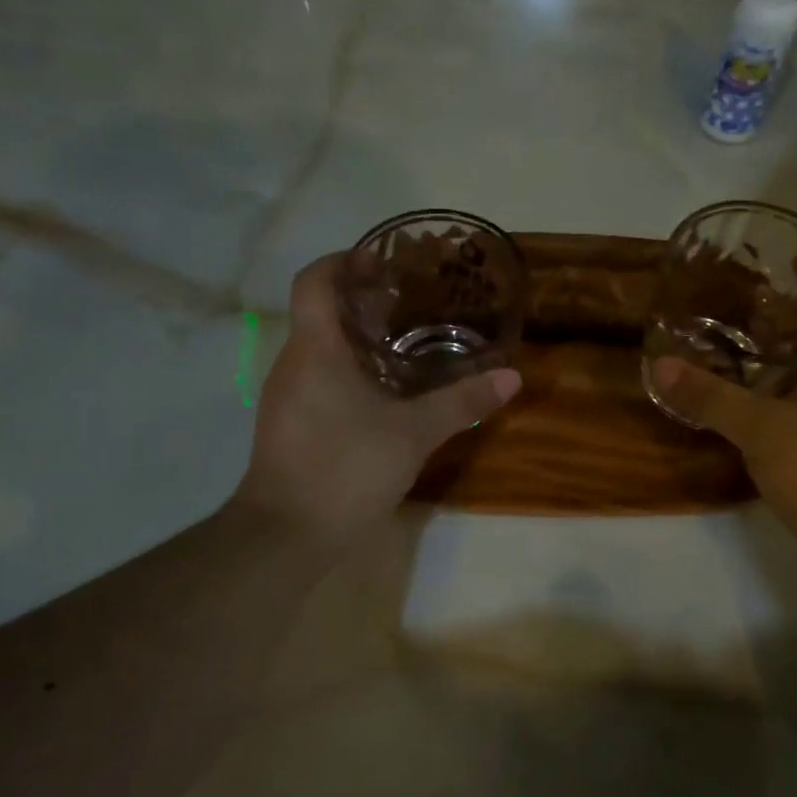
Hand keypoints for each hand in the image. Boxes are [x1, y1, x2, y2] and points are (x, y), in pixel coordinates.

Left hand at [233, 254, 521, 545]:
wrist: (285, 536)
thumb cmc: (346, 469)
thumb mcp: (413, 434)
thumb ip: (462, 403)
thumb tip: (512, 378)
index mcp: (316, 349)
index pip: (314, 280)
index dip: (343, 260)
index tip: (380, 262)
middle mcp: (292, 363)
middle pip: (320, 312)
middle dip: (361, 301)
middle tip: (410, 304)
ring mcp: (285, 396)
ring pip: (318, 349)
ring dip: (355, 339)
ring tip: (403, 345)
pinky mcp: (287, 424)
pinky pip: (316, 379)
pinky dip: (346, 371)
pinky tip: (381, 394)